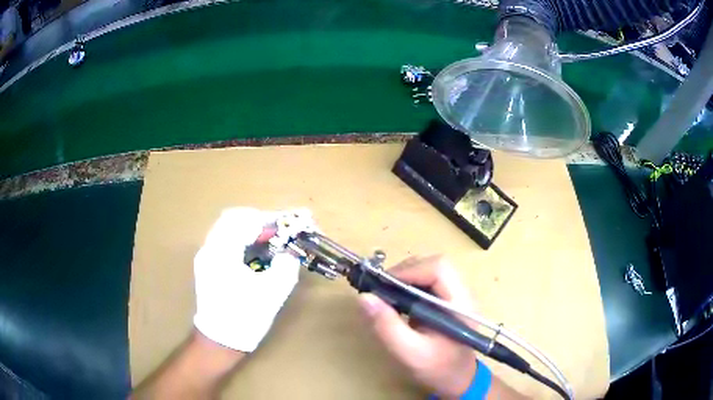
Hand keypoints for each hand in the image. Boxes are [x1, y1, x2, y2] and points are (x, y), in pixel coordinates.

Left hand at [193, 207, 314, 352]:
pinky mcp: (207, 265)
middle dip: (259, 220)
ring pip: (227, 228)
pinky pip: (224, 241)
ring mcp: (206, 256)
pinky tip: (255, 252)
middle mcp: (210, 248)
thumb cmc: (246, 317)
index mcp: (223, 251)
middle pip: (233, 218)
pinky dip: (241, 239)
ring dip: (249, 229)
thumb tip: (289, 251)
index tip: (289, 223)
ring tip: (270, 239)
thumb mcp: (272, 292)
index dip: (270, 219)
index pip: (246, 220)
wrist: (220, 340)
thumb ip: (286, 265)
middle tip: (279, 229)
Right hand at [358, 256, 477, 398]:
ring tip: (387, 297)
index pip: (439, 269)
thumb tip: (364, 297)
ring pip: (428, 271)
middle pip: (433, 265)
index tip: (383, 285)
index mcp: (460, 303)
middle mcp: (461, 293)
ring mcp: (454, 295)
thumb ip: (388, 327)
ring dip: (404, 278)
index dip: (409, 271)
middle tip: (381, 291)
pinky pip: (426, 282)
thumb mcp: (410, 353)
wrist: (456, 379)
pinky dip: (407, 287)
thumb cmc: (438, 369)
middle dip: (404, 273)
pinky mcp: (445, 300)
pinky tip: (397, 303)